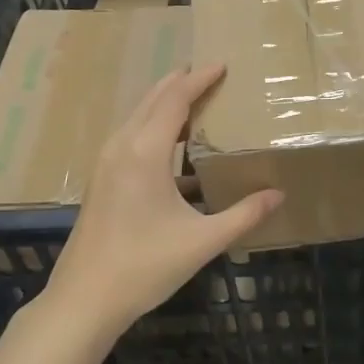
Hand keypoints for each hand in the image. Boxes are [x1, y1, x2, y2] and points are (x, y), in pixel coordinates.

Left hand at [44, 64, 282, 340]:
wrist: (84, 300)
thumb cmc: (144, 267)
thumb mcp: (202, 241)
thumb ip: (244, 215)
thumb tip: (278, 195)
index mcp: (144, 153)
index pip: (175, 100)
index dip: (199, 79)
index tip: (222, 64)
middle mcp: (121, 148)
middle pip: (152, 100)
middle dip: (180, 83)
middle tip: (209, 73)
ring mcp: (106, 164)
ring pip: (137, 118)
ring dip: (165, 104)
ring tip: (194, 100)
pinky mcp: (102, 181)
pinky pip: (130, 138)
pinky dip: (153, 127)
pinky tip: (174, 148)